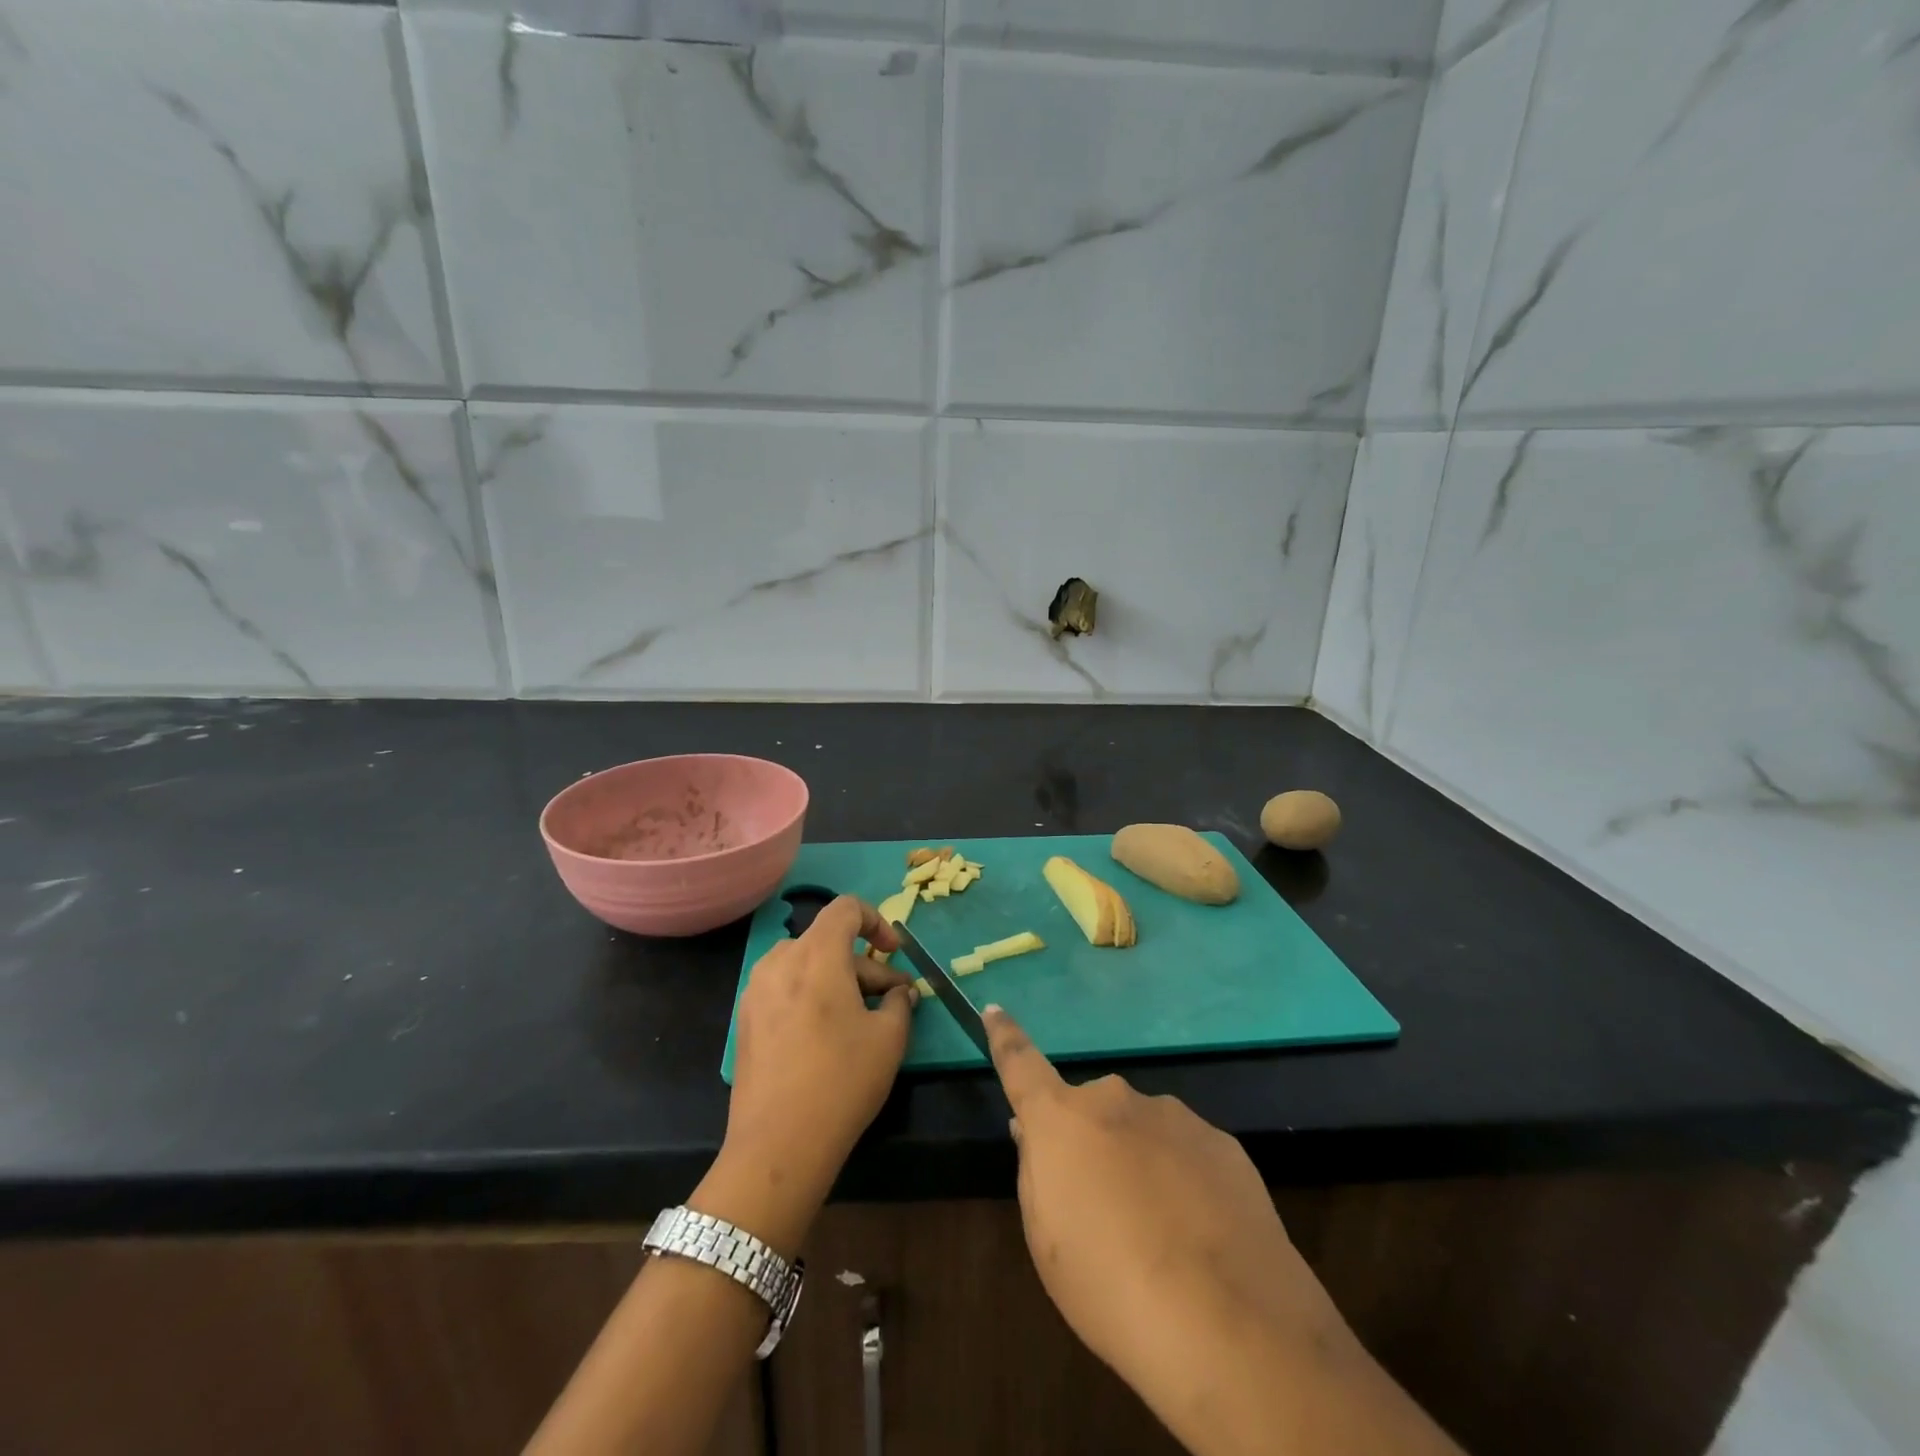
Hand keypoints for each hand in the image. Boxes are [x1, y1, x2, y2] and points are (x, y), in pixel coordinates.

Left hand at [700, 898, 917, 1253]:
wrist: (777, 1145)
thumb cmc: (841, 1080)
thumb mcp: (889, 1038)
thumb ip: (900, 1002)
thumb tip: (900, 993)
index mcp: (816, 954)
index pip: (846, 907)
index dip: (876, 921)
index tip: (894, 953)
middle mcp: (780, 960)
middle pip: (829, 942)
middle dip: (865, 965)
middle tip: (893, 1000)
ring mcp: (756, 990)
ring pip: (807, 966)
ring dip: (839, 980)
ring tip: (863, 1018)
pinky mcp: (746, 1020)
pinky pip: (786, 989)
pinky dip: (812, 996)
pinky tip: (829, 1036)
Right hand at [985, 1006, 1353, 1410]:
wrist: (1227, 1324)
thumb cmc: (1111, 1286)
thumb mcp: (1047, 1240)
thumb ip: (1036, 1172)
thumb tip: (1034, 1133)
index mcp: (1063, 1119)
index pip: (1021, 1065)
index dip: (1005, 1037)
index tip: (995, 1009)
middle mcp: (1115, 1099)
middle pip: (1091, 1112)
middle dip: (1091, 1144)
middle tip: (1103, 1208)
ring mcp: (1173, 1115)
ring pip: (1142, 1131)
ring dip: (1140, 1164)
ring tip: (1160, 1237)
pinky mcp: (1221, 1142)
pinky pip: (1186, 1153)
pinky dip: (1183, 1181)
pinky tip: (1200, 1236)